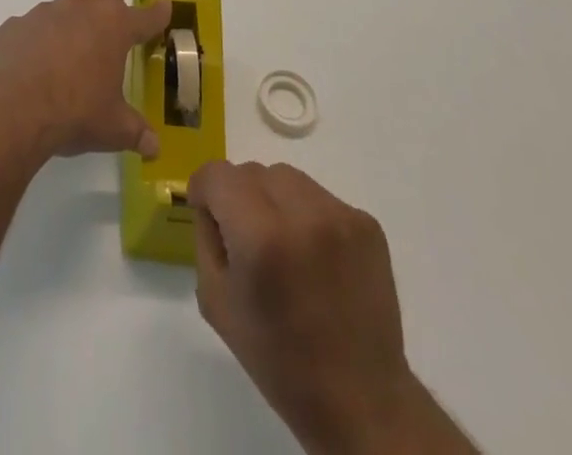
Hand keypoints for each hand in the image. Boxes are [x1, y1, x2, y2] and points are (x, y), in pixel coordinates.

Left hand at [0, 0, 171, 162]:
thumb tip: (153, 146)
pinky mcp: (17, 24)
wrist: (10, 109)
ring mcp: (46, 12)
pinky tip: (41, 59)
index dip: (160, 12)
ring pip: (72, 4)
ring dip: (83, 14)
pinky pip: (38, 27)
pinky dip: (46, 37)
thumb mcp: (112, 128)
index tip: (167, 5)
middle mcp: (82, 9)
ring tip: (85, 35)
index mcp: (114, 27)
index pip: (146, 15)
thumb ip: (135, 132)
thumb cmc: (72, 113)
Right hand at [189, 162, 417, 454]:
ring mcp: (340, 215)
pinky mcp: (367, 224)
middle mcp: (302, 213)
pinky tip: (315, 257)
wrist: (361, 401)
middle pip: (251, 171)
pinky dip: (307, 215)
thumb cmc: (279, 360)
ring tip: (283, 244)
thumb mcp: (216, 302)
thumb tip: (212, 205)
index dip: (204, 191)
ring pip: (286, 177)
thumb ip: (206, 238)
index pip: (217, 174)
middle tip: (247, 239)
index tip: (209, 215)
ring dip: (274, 200)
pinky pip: (320, 197)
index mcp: (260, 236)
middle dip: (239, 197)